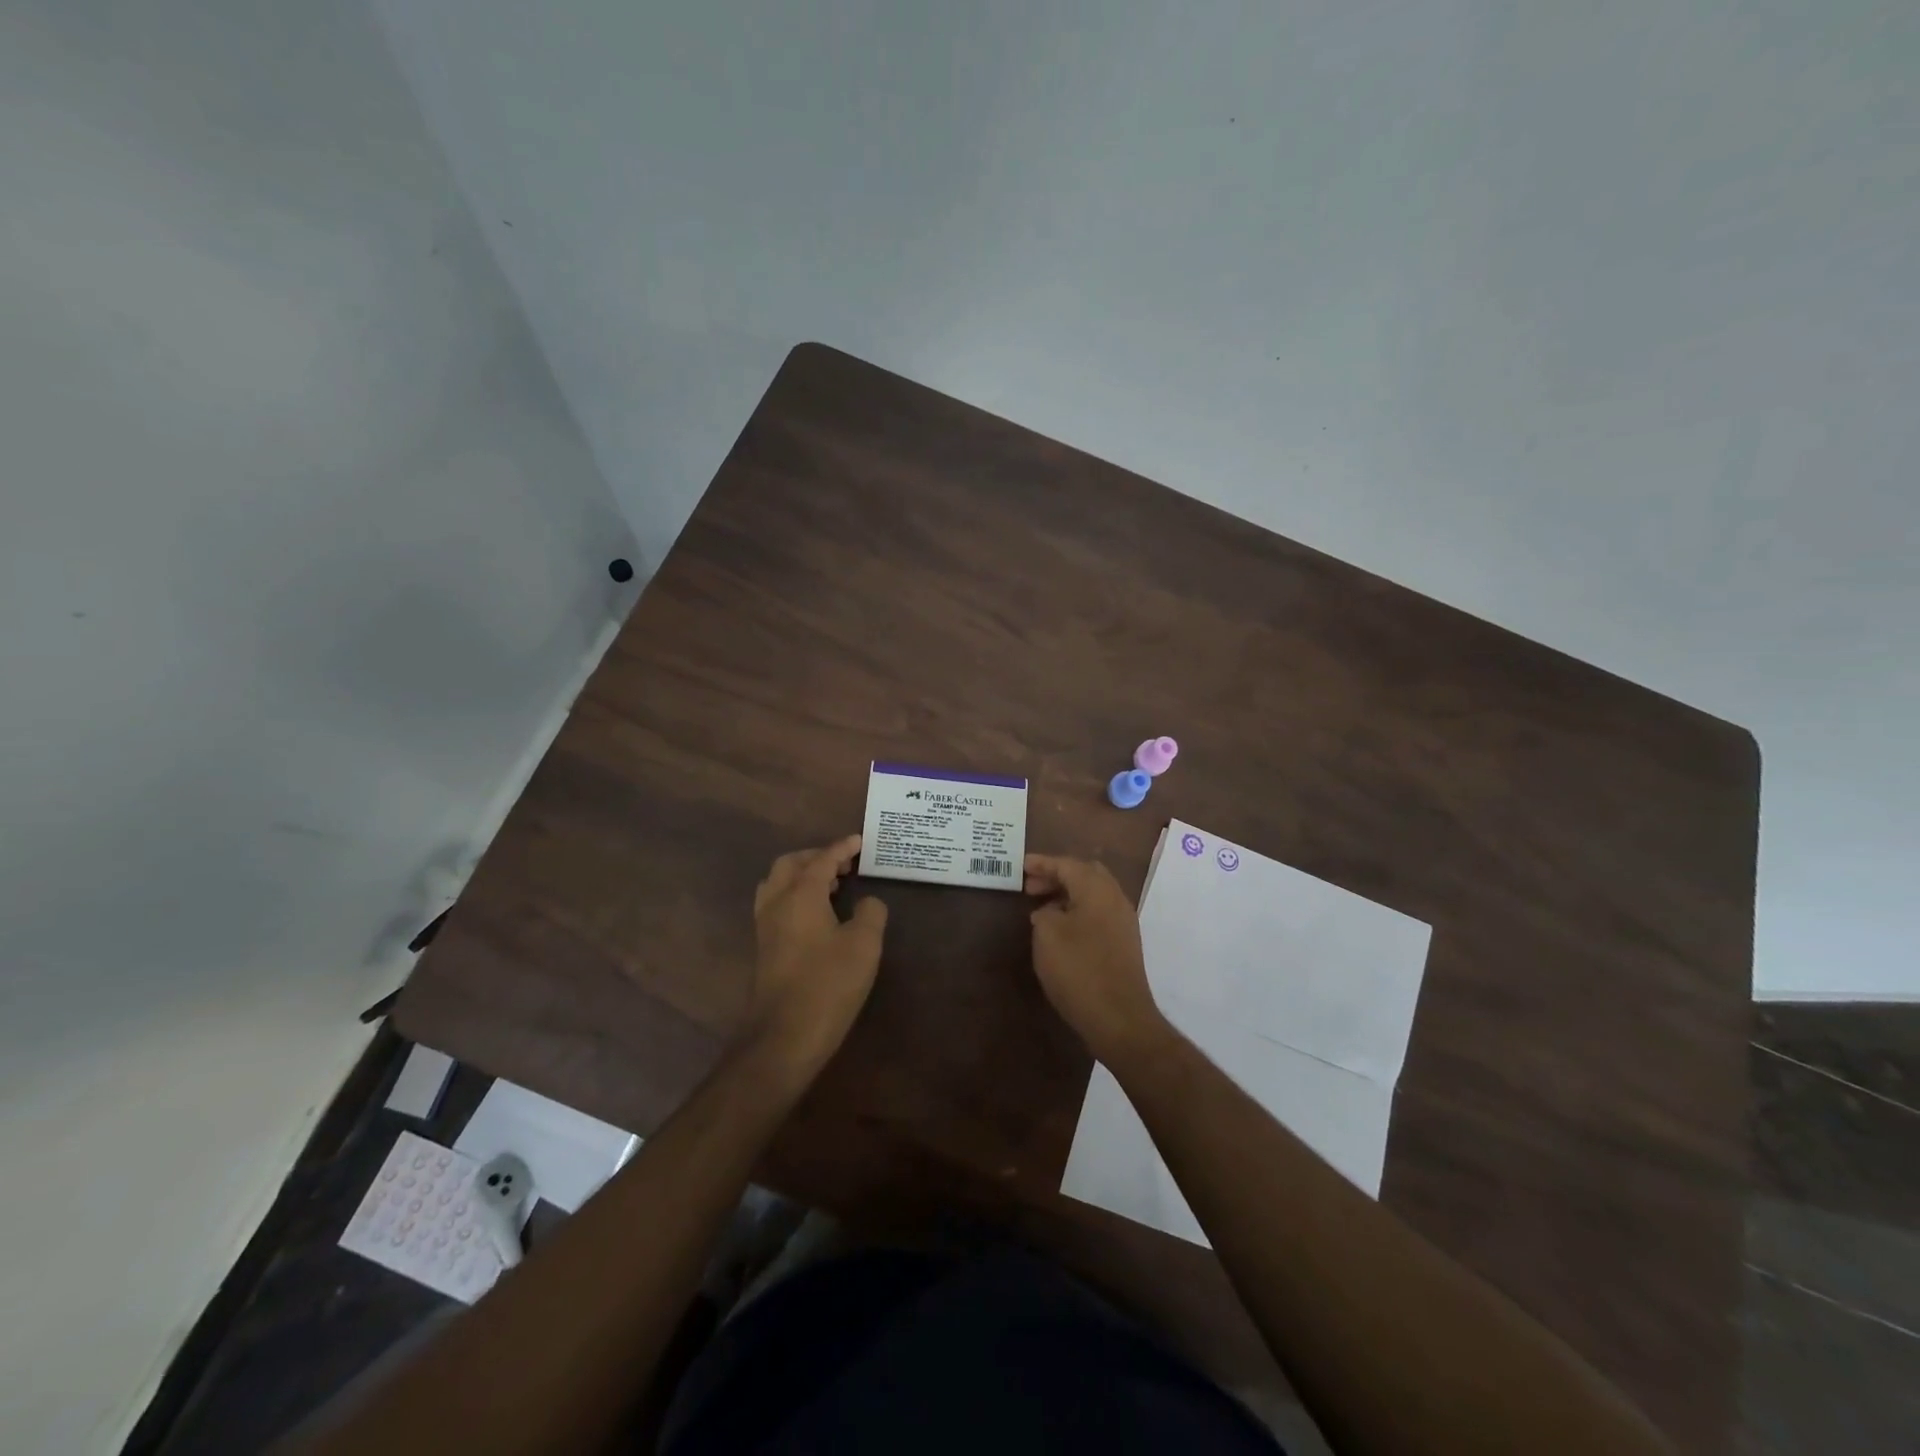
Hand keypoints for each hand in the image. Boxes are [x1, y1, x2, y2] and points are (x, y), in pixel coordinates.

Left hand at [743, 835, 888, 1084]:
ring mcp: (765, 925)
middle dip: (817, 857)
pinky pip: (777, 903)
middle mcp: (777, 902)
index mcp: (801, 894)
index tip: (860, 841)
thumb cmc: (828, 984)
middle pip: (791, 864)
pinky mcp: (764, 946)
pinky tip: (818, 914)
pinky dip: (795, 894)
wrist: (783, 1036)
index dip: (843, 848)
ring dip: (803, 875)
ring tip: (832, 885)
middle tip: (845, 864)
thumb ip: (871, 913)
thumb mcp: (864, 945)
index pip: (823, 859)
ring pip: (778, 883)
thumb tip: (868, 901)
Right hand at [1025, 854, 1168, 1064]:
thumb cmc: (1079, 970)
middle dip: (1058, 875)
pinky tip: (1061, 930)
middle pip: (1086, 874)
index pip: (1067, 864)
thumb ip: (1044, 913)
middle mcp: (1115, 899)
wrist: (1119, 1018)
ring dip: (1068, 895)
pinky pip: (1099, 913)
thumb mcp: (1047, 935)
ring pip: (1094, 894)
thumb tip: (1050, 912)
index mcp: (1097, 890)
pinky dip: (1078, 911)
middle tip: (1031, 887)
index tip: (1020, 865)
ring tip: (1041, 909)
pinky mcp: (1124, 943)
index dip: (1042, 863)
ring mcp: (1123, 922)